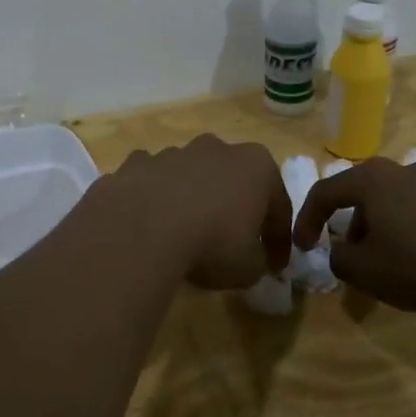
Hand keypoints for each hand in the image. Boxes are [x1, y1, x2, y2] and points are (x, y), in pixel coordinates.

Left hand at [102, 136, 291, 289]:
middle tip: (231, 242)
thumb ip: (257, 260)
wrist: (143, 229)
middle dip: (234, 207)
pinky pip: (152, 182)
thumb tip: (252, 259)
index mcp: (256, 165)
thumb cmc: (212, 243)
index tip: (275, 266)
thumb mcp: (249, 268)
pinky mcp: (136, 163)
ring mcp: (173, 152)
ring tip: (185, 235)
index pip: (278, 206)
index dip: (278, 240)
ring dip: (192, 200)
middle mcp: (216, 148)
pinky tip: (149, 224)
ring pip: (190, 177)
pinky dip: (154, 198)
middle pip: (233, 180)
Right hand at [293, 157, 415, 310]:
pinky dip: (408, 229)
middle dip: (347, 226)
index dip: (306, 220)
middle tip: (348, 256)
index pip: (324, 193)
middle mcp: (400, 169)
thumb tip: (340, 251)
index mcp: (370, 178)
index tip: (303, 247)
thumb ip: (339, 259)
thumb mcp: (366, 271)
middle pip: (360, 194)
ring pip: (391, 201)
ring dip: (379, 228)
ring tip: (386, 262)